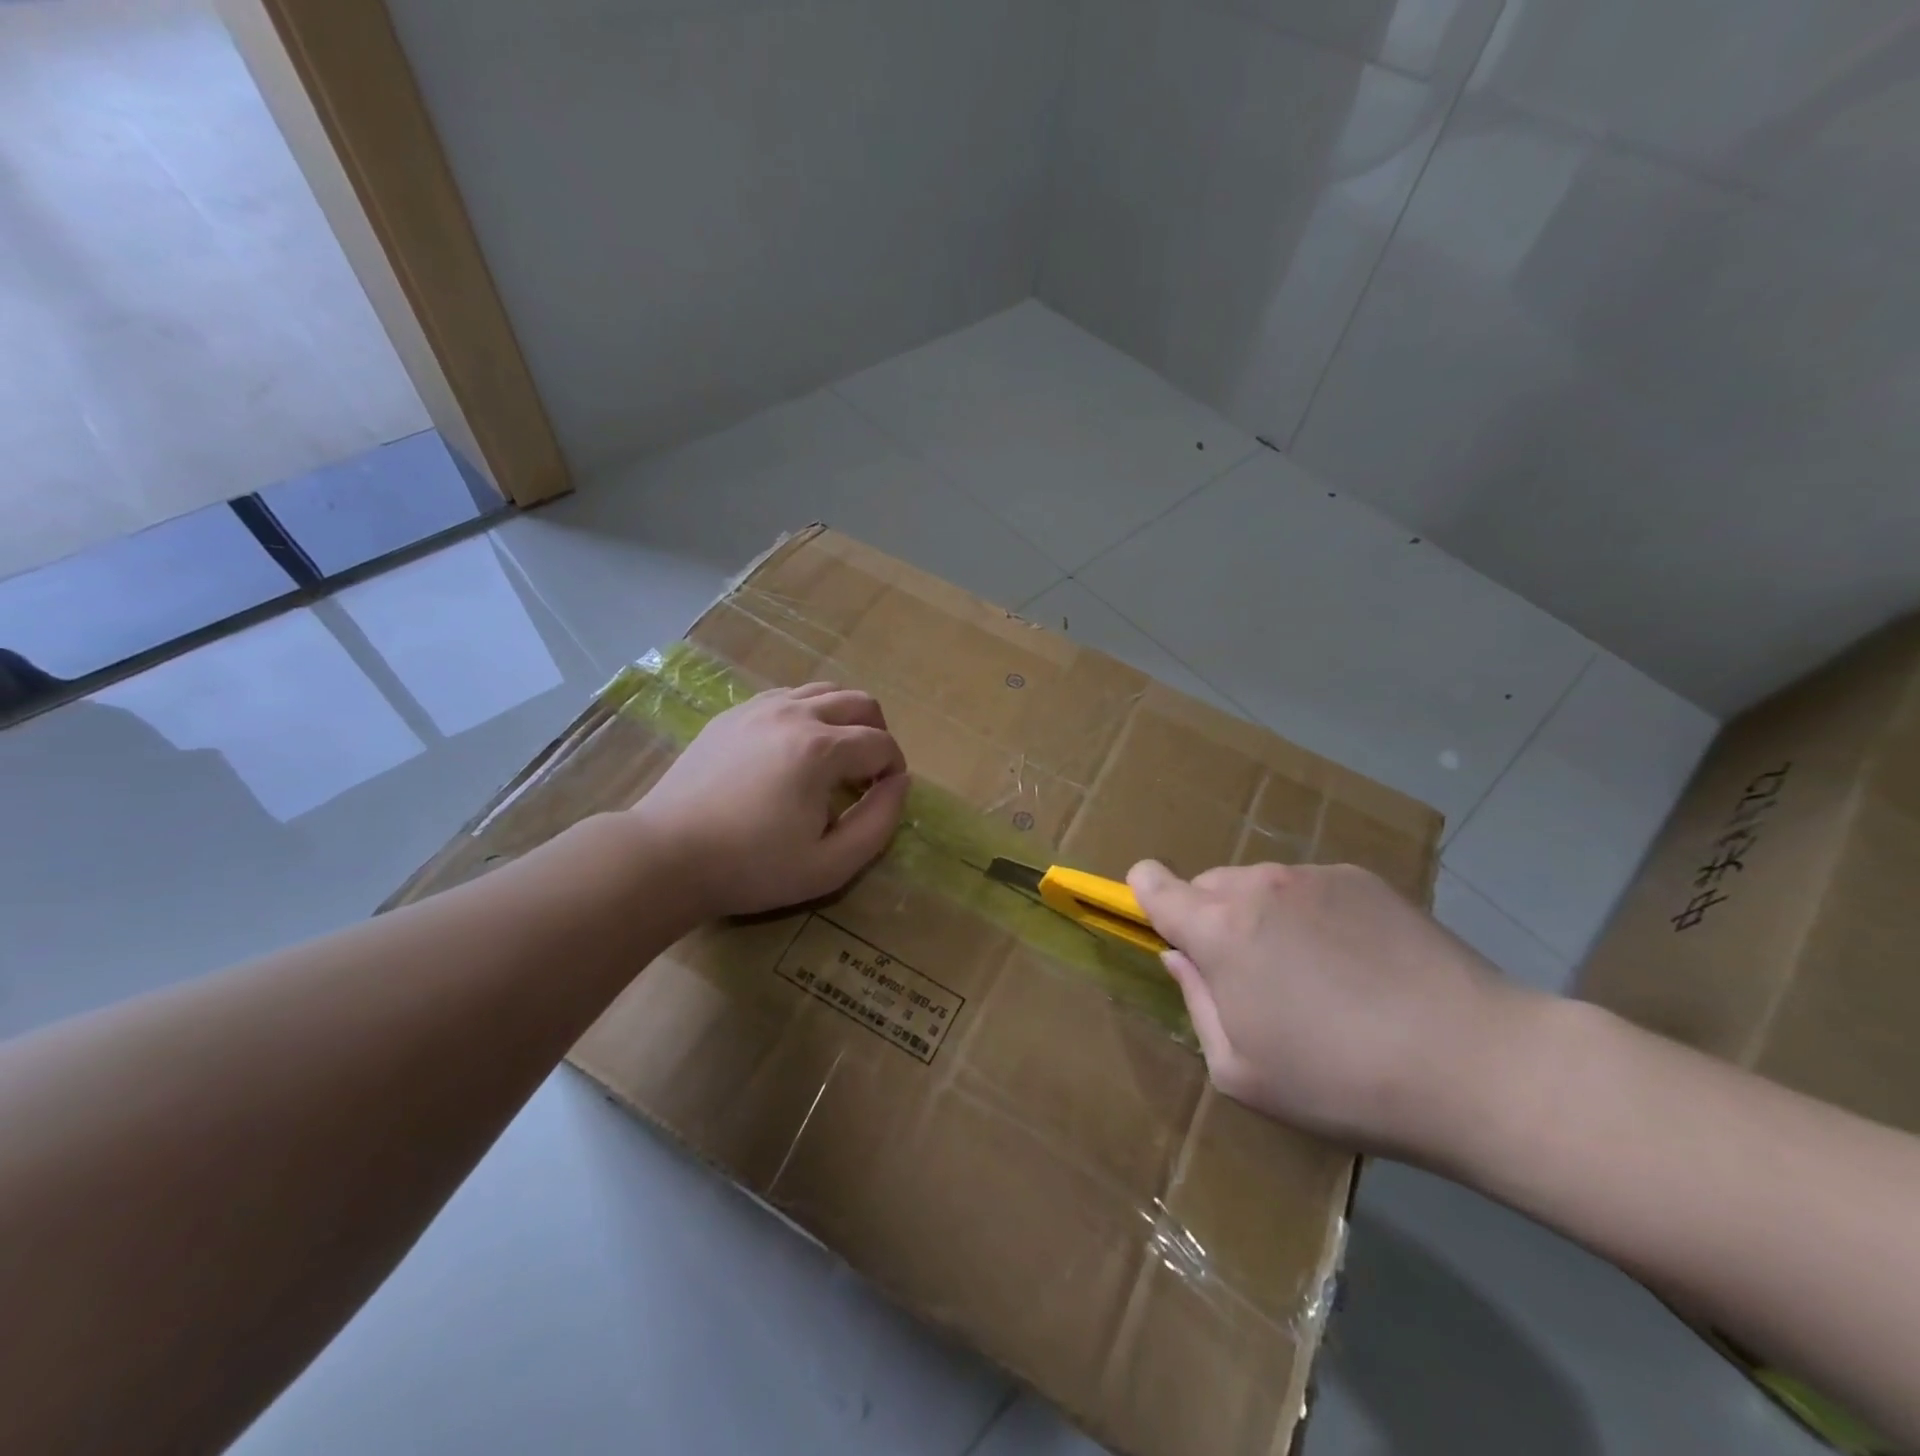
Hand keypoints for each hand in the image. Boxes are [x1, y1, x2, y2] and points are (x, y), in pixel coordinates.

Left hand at [631, 683, 909, 918]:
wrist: (666, 855)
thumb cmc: (752, 866)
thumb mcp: (830, 865)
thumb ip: (879, 823)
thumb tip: (900, 783)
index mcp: (821, 748)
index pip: (882, 743)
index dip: (894, 769)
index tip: (883, 797)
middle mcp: (795, 714)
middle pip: (860, 701)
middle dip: (877, 733)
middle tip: (868, 773)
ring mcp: (759, 708)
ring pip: (823, 691)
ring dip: (844, 718)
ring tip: (836, 758)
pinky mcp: (732, 714)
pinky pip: (787, 697)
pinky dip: (808, 713)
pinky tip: (795, 750)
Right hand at [1127, 860, 1542, 1158]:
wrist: (1474, 1064)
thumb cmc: (1341, 1082)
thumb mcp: (1242, 1071)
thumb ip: (1196, 1002)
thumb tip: (1180, 957)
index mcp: (1219, 930)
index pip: (1152, 882)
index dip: (1145, 896)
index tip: (1164, 926)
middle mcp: (1258, 886)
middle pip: (1207, 884)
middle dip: (1211, 920)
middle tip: (1252, 977)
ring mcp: (1313, 876)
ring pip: (1259, 885)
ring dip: (1262, 916)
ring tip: (1314, 974)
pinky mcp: (1363, 878)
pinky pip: (1310, 887)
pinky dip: (1311, 914)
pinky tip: (1358, 962)